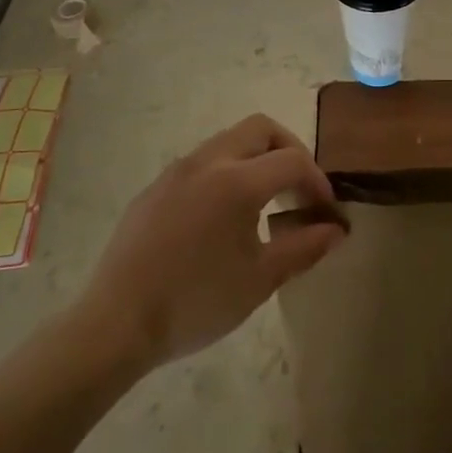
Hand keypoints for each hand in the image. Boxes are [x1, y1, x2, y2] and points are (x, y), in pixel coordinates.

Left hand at [77, 115, 344, 373]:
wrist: (116, 323)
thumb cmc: (196, 302)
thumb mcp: (259, 280)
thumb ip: (303, 248)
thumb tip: (335, 230)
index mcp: (236, 181)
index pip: (293, 160)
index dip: (318, 181)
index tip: (325, 211)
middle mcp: (207, 161)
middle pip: (260, 128)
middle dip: (289, 150)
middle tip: (298, 189)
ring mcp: (176, 171)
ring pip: (229, 141)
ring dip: (256, 159)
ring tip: (264, 203)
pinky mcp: (155, 187)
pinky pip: (202, 162)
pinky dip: (226, 172)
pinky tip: (222, 217)